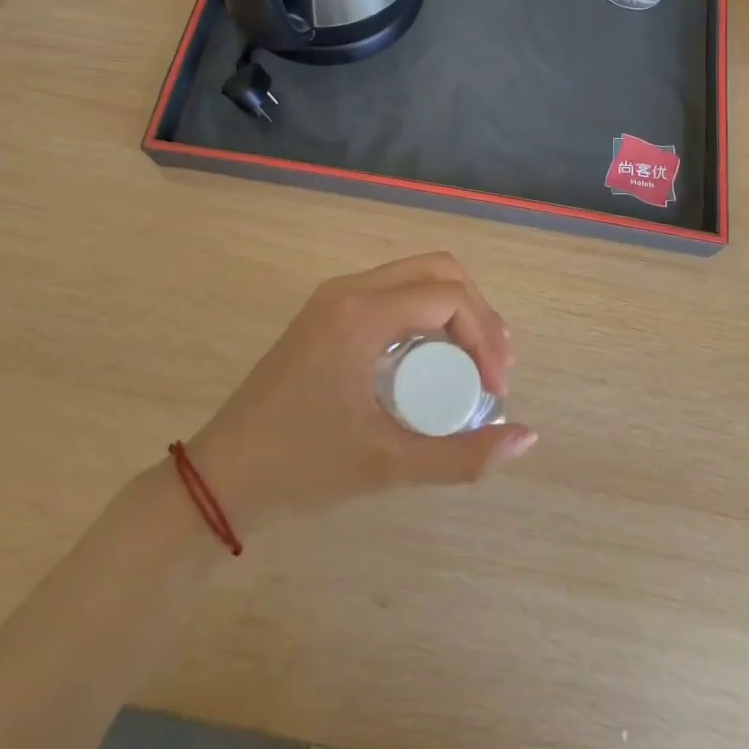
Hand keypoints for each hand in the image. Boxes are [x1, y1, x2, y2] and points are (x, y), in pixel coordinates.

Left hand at [187, 253, 537, 533]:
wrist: (221, 478)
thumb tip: (527, 437)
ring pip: (414, 278)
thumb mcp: (387, 466)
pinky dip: (425, 316)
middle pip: (436, 271)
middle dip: (477, 312)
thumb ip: (462, 456)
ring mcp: (334, 298)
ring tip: (475, 363)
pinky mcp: (327, 314)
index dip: (486, 337)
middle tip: (495, 367)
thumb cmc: (301, 468)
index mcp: (361, 314)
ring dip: (453, 310)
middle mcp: (349, 290)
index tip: (497, 391)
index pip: (448, 297)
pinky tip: (433, 360)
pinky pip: (391, 294)